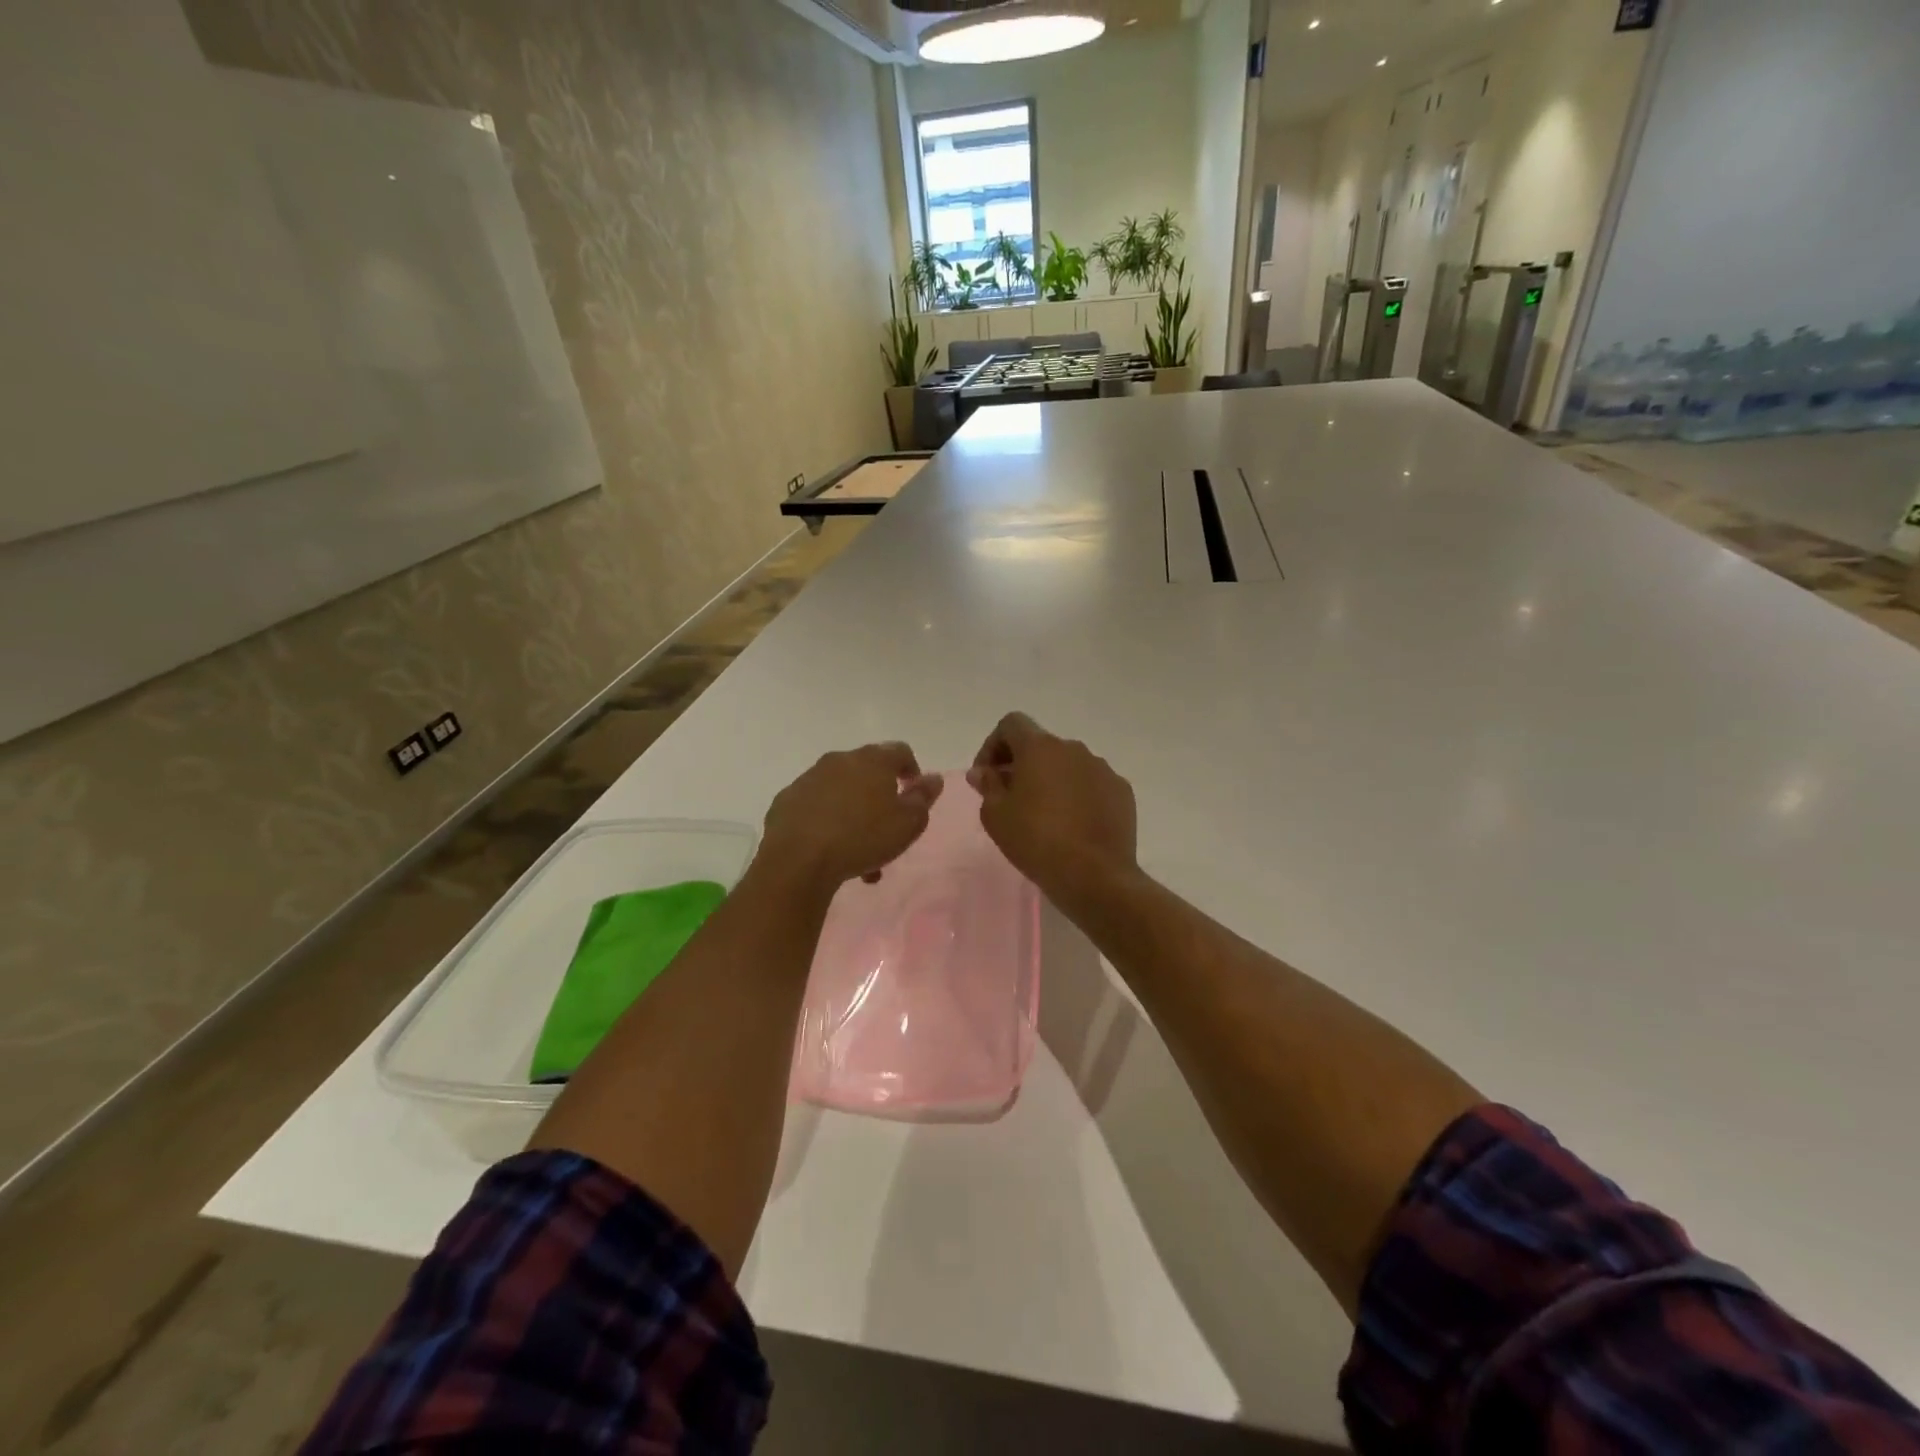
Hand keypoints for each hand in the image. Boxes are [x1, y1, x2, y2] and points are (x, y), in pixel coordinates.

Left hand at [758, 743, 942, 893]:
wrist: (798, 860)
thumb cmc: (862, 837)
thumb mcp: (908, 823)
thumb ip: (923, 798)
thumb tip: (933, 778)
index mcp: (872, 760)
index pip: (900, 751)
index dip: (912, 771)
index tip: (914, 795)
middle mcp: (839, 760)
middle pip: (867, 771)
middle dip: (880, 797)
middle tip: (887, 828)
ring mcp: (808, 778)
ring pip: (841, 792)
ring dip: (854, 813)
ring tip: (860, 853)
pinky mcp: (786, 801)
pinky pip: (815, 807)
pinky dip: (826, 821)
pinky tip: (829, 850)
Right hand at [968, 712, 1136, 903]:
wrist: (1095, 875)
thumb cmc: (1036, 840)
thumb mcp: (996, 815)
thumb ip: (988, 785)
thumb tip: (983, 772)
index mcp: (1040, 747)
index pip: (1012, 724)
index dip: (993, 745)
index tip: (987, 776)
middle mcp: (1074, 749)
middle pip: (1041, 745)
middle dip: (1022, 765)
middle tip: (1011, 798)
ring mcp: (1102, 769)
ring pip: (1068, 765)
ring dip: (1051, 780)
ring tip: (1043, 815)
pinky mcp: (1121, 791)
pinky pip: (1092, 784)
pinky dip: (1077, 796)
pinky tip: (1072, 825)